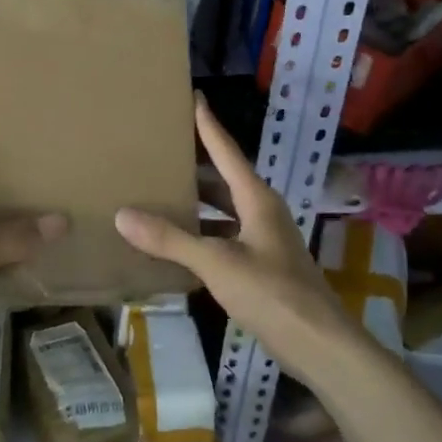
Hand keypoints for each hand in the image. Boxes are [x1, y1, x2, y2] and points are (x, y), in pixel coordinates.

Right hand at [115, 95, 361, 380]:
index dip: (208, 124)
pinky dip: (200, 235)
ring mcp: (263, 240)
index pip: (226, 151)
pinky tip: (175, 243)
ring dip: (195, 204)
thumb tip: (122, 214)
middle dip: (193, 165)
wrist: (319, 345)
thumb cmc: (272, 293)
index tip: (194, 97)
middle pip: (222, 179)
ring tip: (158, 193)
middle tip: (159, 150)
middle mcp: (261, 212)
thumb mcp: (216, 263)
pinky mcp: (261, 266)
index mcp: (256, 199)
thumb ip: (170, 240)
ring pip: (222, 211)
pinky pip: (223, 237)